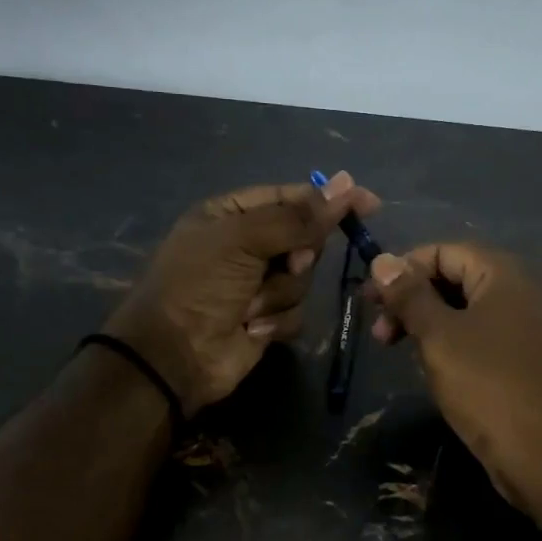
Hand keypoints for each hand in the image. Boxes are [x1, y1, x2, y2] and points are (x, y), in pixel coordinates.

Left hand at [106, 173, 379, 415]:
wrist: (173, 356)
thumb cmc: (199, 285)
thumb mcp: (243, 240)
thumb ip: (297, 217)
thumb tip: (347, 184)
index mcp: (231, 214)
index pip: (290, 196)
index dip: (328, 199)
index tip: (368, 203)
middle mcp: (246, 245)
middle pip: (304, 238)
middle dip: (297, 255)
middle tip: (286, 264)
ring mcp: (257, 283)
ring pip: (303, 278)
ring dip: (280, 293)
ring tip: (249, 306)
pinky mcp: (267, 318)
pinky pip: (296, 311)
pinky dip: (277, 320)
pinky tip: (252, 328)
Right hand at [366, 243, 541, 525]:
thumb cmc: (489, 387)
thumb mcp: (439, 337)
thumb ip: (410, 295)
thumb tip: (382, 260)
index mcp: (507, 274)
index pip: (445, 251)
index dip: (403, 269)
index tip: (370, 301)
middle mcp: (526, 291)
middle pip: (458, 278)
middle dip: (413, 299)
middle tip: (380, 333)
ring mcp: (534, 326)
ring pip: (471, 310)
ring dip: (430, 323)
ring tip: (401, 352)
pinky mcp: (533, 358)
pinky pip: (487, 335)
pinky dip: (456, 342)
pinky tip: (436, 366)